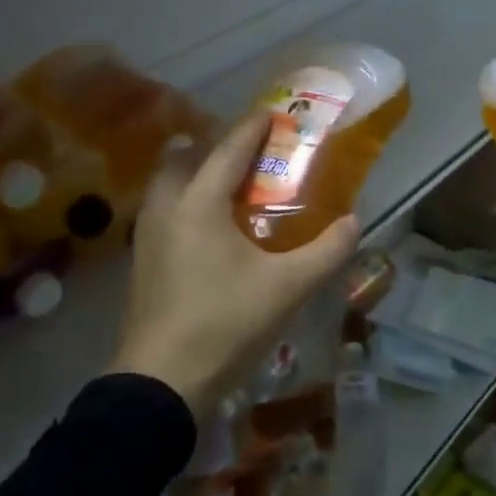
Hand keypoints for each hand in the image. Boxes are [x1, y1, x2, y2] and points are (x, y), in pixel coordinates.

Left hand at [110, 112, 359, 415]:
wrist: (161, 382)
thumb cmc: (225, 325)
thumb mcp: (288, 288)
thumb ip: (326, 251)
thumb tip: (353, 222)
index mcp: (200, 203)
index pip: (229, 149)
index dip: (254, 127)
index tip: (274, 112)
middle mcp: (167, 207)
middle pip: (187, 157)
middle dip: (217, 146)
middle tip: (250, 154)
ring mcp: (147, 234)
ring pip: (168, 183)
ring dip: (196, 173)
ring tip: (230, 186)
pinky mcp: (142, 259)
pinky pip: (163, 209)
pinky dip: (185, 200)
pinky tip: (209, 227)